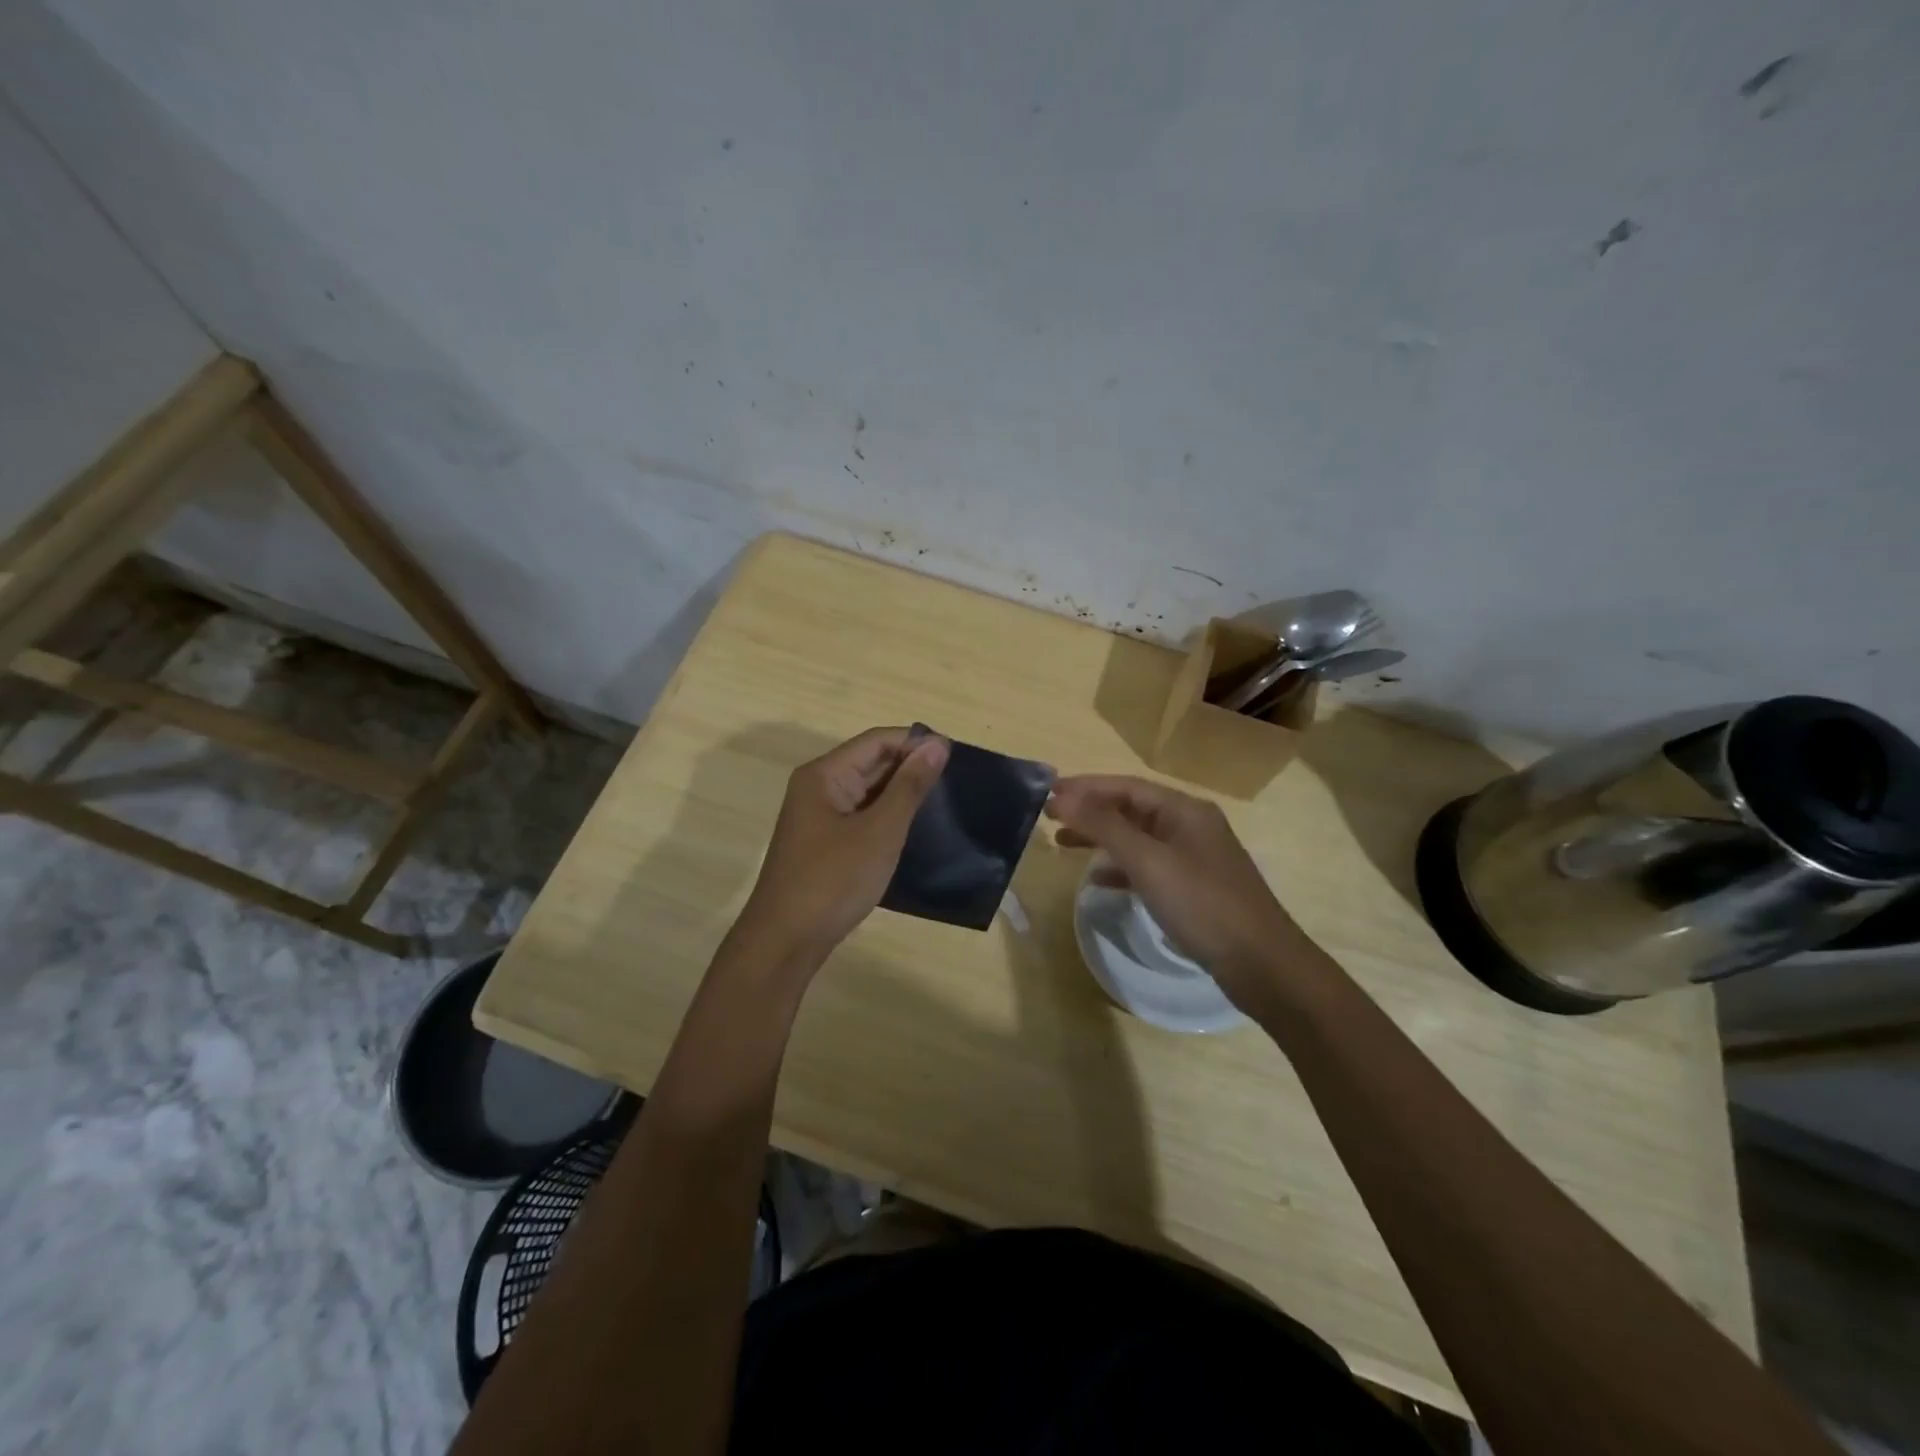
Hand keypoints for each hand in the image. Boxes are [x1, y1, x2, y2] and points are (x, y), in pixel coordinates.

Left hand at [738, 726, 949, 962]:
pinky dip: (887, 816)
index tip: (955, 755)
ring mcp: (819, 817)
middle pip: (870, 762)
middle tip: (956, 781)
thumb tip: (937, 744)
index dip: (915, 742)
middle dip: (910, 767)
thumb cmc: (834, 880)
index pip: (877, 741)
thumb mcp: (880, 831)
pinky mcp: (824, 842)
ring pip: (867, 791)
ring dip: (901, 793)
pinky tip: (914, 828)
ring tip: (943, 802)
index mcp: (824, 775)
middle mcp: (818, 787)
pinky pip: (861, 815)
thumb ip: (910, 786)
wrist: (786, 941)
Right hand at [1046, 775, 1316, 1010]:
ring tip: (1063, 842)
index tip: (1047, 793)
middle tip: (1049, 817)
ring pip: (1137, 837)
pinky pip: (1147, 866)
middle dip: (1090, 810)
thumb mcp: (1149, 862)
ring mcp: (1193, 857)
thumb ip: (1105, 827)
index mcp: (1184, 810)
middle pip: (1131, 808)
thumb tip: (1062, 797)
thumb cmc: (1203, 905)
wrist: (1262, 964)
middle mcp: (1189, 826)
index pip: (1125, 786)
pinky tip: (1098, 879)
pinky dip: (1120, 867)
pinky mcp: (1192, 888)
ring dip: (1101, 837)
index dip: (1085, 787)